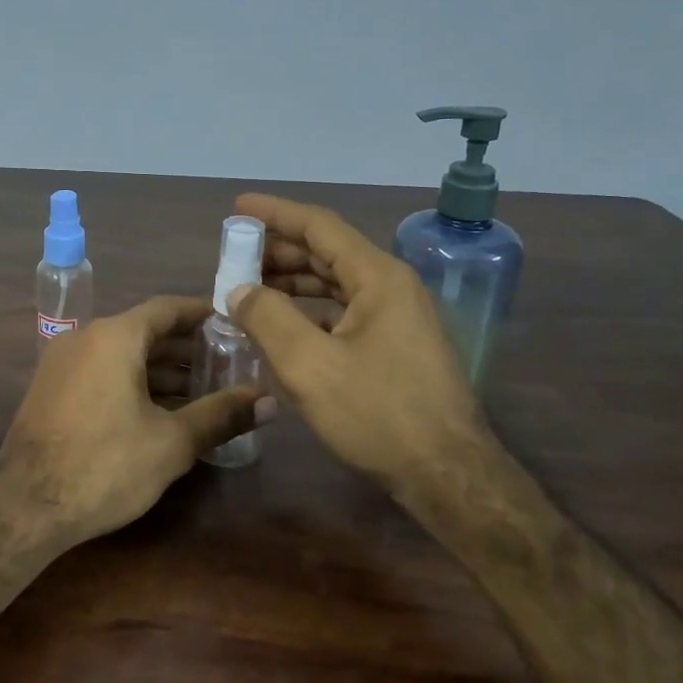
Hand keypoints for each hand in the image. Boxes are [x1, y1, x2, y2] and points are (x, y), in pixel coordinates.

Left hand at [0, 297, 270, 546]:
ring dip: (160, 370)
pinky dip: (131, 382)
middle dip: (185, 348)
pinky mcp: (50, 389)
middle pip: (144, 331)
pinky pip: (100, 372)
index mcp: (114, 337)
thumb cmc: (104, 465)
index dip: (201, 315)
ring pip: (121, 354)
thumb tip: (269, 402)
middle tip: (226, 364)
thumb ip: (221, 415)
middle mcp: (85, 338)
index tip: (233, 325)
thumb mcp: (171, 442)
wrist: (24, 507)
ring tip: (200, 391)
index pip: (166, 308)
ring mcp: (62, 363)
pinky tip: (158, 411)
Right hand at [224, 194, 491, 496]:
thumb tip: (239, 289)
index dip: (276, 213)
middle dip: (280, 250)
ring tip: (252, 288)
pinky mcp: (398, 345)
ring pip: (338, 283)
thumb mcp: (310, 365)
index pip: (320, 226)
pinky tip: (286, 327)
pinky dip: (312, 310)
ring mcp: (400, 317)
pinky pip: (347, 311)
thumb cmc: (378, 414)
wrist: (446, 475)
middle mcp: (392, 286)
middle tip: (236, 256)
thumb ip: (268, 318)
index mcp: (378, 277)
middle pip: (329, 252)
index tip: (239, 207)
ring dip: (294, 281)